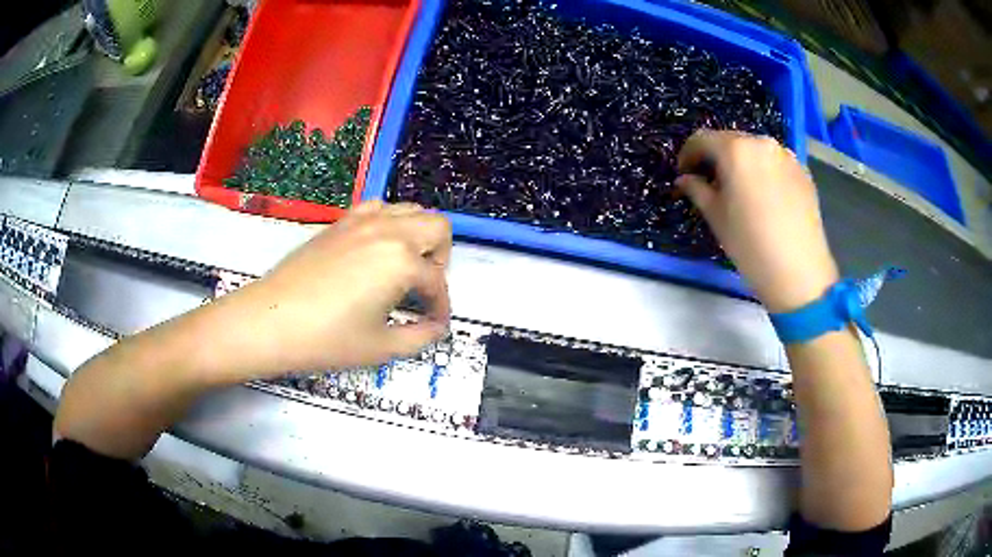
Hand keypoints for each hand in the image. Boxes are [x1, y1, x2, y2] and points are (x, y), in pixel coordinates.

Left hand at [214, 201, 451, 377]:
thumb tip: (437, 329)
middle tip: (424, 288)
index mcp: (402, 261)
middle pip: (437, 227)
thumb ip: (419, 337)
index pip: (437, 282)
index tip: (435, 324)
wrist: (271, 320)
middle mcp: (388, 231)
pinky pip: (377, 208)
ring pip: (410, 210)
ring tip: (403, 266)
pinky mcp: (340, 222)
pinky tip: (376, 249)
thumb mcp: (380, 347)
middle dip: (441, 258)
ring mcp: (362, 221)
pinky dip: (389, 223)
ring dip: (418, 236)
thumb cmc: (327, 339)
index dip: (441, 307)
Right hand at [676, 130, 838, 311]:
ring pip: (755, 151)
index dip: (688, 155)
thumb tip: (685, 179)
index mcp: (736, 149)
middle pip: (731, 141)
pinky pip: (776, 163)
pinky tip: (765, 199)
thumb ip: (696, 189)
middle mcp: (762, 143)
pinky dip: (764, 172)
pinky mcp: (803, 172)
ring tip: (740, 191)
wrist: (799, 271)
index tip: (684, 174)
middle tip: (711, 183)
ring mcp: (787, 156)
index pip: (702, 139)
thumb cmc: (750, 244)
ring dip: (742, 164)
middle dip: (717, 158)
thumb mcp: (715, 217)